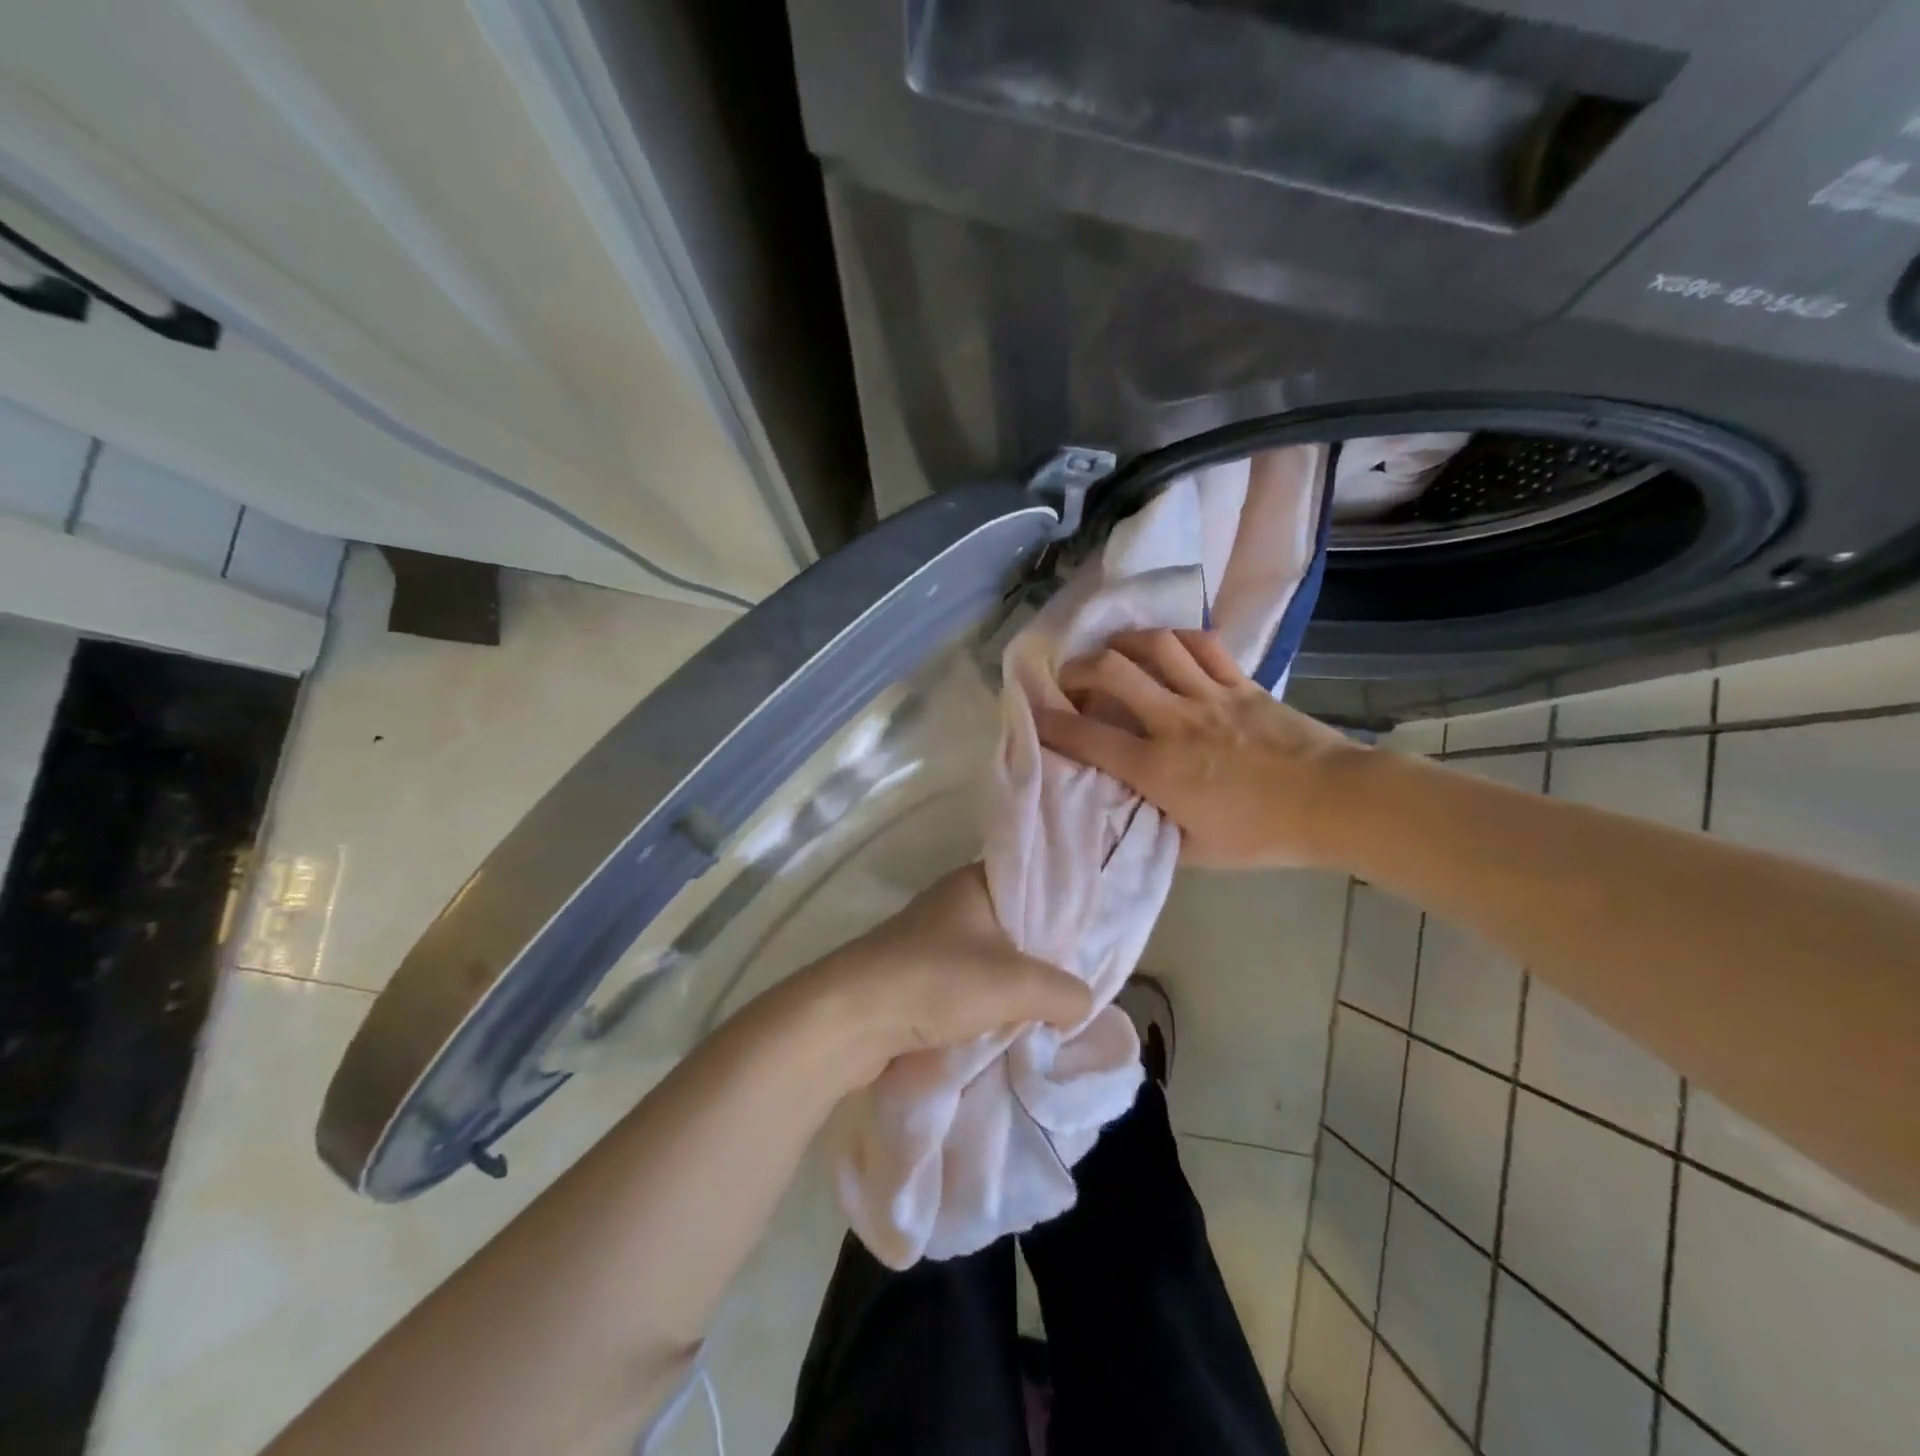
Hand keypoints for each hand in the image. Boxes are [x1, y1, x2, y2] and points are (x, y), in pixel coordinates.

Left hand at [805, 866, 1091, 1081]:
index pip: (1035, 883)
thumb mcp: (1016, 984)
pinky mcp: (917, 977)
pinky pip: (968, 986)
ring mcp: (932, 941)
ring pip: (992, 960)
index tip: (1096, 940)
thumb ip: (1063, 991)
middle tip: (1081, 986)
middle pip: (1016, 927)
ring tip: (1053, 1014)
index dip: (1067, 909)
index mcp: (975, 882)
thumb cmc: (937, 981)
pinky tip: (1012, 1029)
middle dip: (1045, 958)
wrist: (850, 1018)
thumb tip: (1081, 1002)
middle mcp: (954, 904)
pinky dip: (989, 1005)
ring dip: (1016, 988)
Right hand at [1036, 628, 1365, 867]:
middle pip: (1112, 670)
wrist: (1336, 804)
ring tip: (1111, 651)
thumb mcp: (1197, 853)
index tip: (1032, 713)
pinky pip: (1203, 645)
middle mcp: (1174, 721)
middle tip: (1070, 678)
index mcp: (1157, 768)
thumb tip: (1128, 817)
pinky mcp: (1242, 683)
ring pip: (1155, 646)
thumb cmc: (1264, 835)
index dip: (1050, 722)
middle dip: (1078, 668)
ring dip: (1123, 642)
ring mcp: (1210, 695)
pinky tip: (1165, 645)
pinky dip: (1176, 638)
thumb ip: (1155, 833)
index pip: (1087, 737)